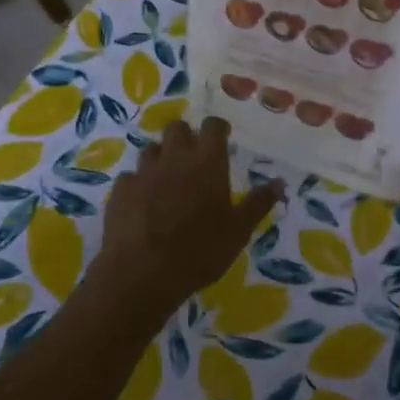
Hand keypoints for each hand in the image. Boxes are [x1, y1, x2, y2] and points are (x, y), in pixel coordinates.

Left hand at [95, 117, 282, 321]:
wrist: (142, 272)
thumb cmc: (200, 250)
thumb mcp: (238, 231)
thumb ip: (258, 203)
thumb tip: (280, 183)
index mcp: (207, 162)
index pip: (213, 126)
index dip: (218, 128)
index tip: (222, 137)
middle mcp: (174, 157)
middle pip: (177, 128)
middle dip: (186, 136)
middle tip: (193, 158)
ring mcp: (143, 172)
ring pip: (151, 148)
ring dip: (161, 157)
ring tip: (167, 179)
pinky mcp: (120, 190)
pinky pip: (130, 176)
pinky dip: (138, 184)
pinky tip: (142, 202)